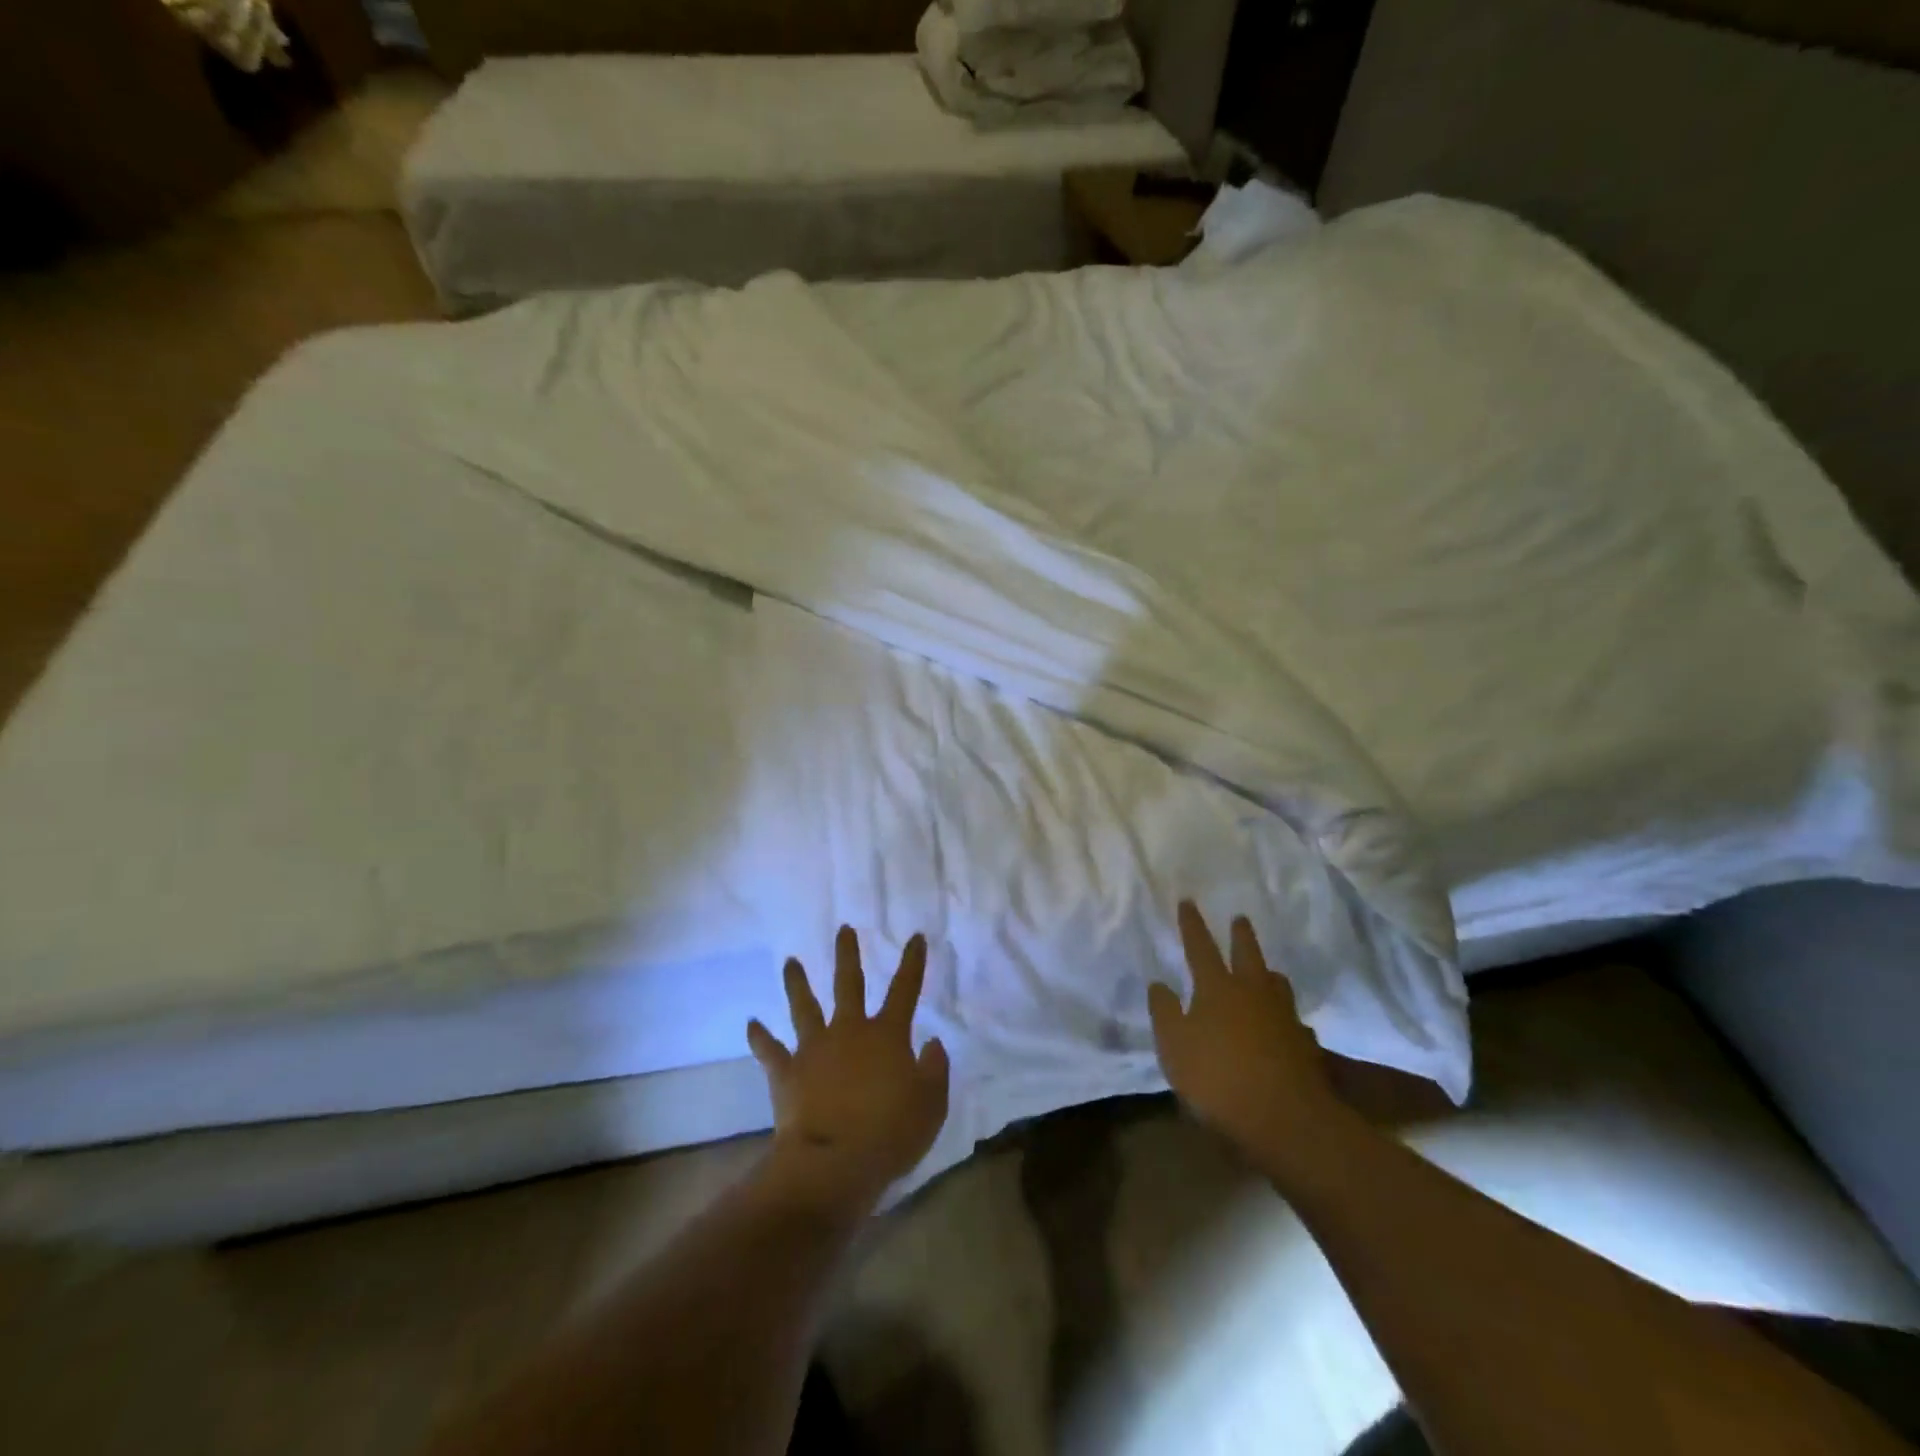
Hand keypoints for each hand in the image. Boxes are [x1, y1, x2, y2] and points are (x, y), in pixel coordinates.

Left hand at [747, 927, 949, 1213]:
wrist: (833, 1164)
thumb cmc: (890, 1134)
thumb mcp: (931, 1105)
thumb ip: (935, 1070)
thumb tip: (932, 1041)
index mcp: (888, 1035)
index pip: (905, 989)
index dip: (912, 962)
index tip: (915, 936)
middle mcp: (849, 1031)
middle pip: (848, 984)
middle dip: (848, 955)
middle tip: (844, 929)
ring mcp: (814, 1048)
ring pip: (804, 1007)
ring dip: (797, 983)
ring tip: (790, 962)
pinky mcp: (787, 1073)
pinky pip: (770, 1050)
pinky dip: (760, 1037)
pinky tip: (751, 1023)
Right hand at [1148, 902, 1344, 1163]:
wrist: (1285, 1119)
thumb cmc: (1218, 1078)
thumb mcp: (1174, 1047)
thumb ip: (1164, 1012)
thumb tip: (1159, 983)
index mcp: (1217, 988)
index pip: (1200, 947)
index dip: (1192, 924)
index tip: (1188, 901)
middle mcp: (1253, 992)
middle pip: (1248, 954)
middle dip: (1241, 935)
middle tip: (1239, 919)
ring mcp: (1284, 1017)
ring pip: (1277, 983)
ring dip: (1268, 972)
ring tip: (1266, 970)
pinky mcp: (1306, 1045)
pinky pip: (1293, 1021)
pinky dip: (1285, 1017)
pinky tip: (1285, 1026)